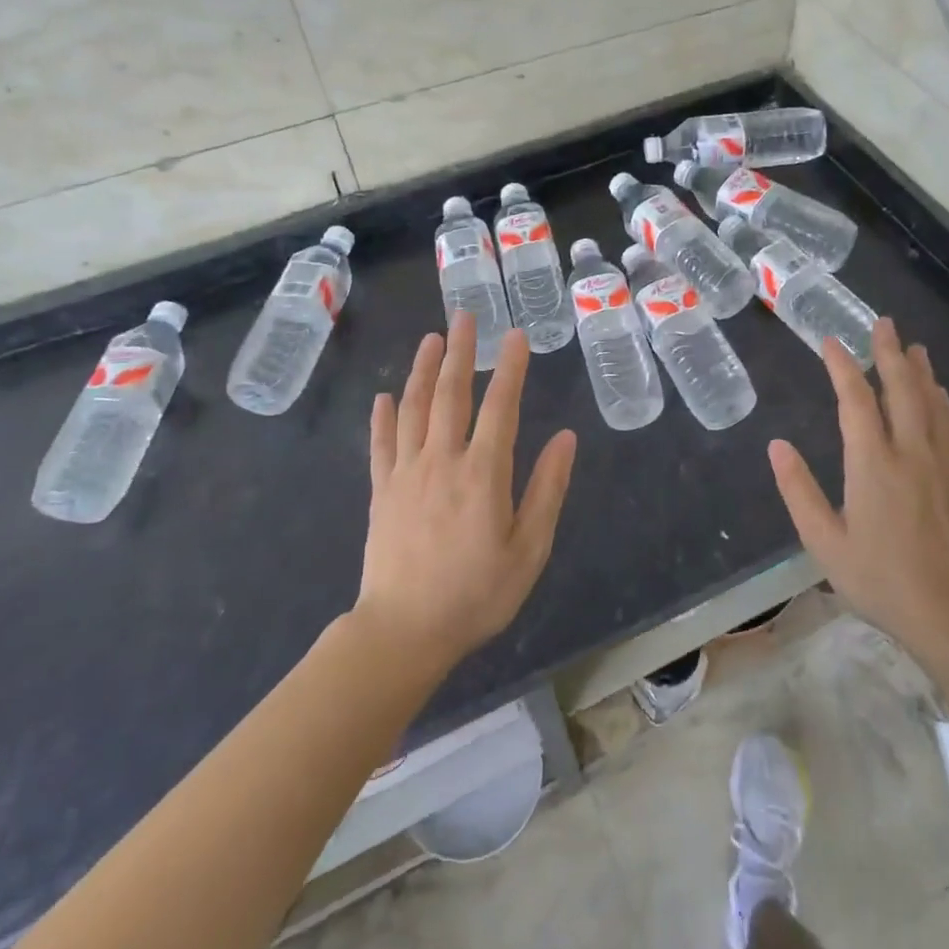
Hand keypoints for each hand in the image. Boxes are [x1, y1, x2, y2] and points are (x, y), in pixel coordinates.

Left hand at [355, 313, 577, 673]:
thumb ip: (547, 490)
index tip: (516, 335)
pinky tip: (385, 396)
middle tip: (465, 316)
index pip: (501, 407)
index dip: (510, 368)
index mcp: (483, 474)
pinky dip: (383, 417)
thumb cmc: (476, 594)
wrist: (403, 632)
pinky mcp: (382, 492)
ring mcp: (406, 474)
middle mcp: (442, 461)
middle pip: (451, 395)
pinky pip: (381, 445)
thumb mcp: (529, 549)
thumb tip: (567, 438)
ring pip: (414, 409)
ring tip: (432, 339)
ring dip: (423, 371)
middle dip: (461, 352)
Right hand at [767, 318, 948, 663]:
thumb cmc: (883, 580)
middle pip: (902, 388)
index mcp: (873, 464)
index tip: (830, 341)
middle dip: (890, 352)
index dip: (842, 366)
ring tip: (913, 347)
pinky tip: (940, 395)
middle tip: (883, 322)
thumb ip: (799, 491)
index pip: (855, 400)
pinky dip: (942, 401)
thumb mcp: (825, 543)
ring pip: (932, 402)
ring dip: (920, 370)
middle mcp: (911, 452)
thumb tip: (777, 446)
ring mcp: (942, 464)